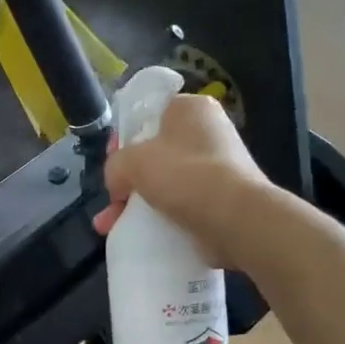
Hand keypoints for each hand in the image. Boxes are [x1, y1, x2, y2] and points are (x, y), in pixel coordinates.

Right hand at [93, 94, 271, 264]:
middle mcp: (207, 133)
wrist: (234, 218)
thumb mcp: (133, 160)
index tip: (112, 159)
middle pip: (154, 153)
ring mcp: (216, 167)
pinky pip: (178, 204)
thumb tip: (119, 185)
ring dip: (135, 204)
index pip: (150, 112)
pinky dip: (156, 218)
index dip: (125, 135)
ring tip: (110, 226)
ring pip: (163, 182)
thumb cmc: (183, 174)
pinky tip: (135, 234)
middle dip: (127, 179)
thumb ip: (115, 165)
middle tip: (112, 198)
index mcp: (191, 109)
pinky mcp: (219, 199)